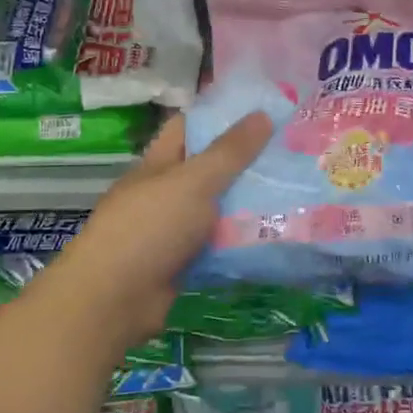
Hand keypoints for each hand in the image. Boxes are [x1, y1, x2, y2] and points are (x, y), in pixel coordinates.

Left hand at [33, 111, 273, 352]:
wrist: (114, 299)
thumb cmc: (149, 227)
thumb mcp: (193, 182)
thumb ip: (229, 152)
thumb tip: (263, 114)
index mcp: (159, 164)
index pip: (190, 128)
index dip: (222, 117)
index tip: (264, 112)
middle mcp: (166, 193)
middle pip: (209, 170)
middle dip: (247, 162)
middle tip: (294, 152)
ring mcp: (174, 229)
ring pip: (218, 209)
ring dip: (250, 203)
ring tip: (298, 191)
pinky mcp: (185, 262)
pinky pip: (220, 244)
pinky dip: (243, 240)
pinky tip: (279, 234)